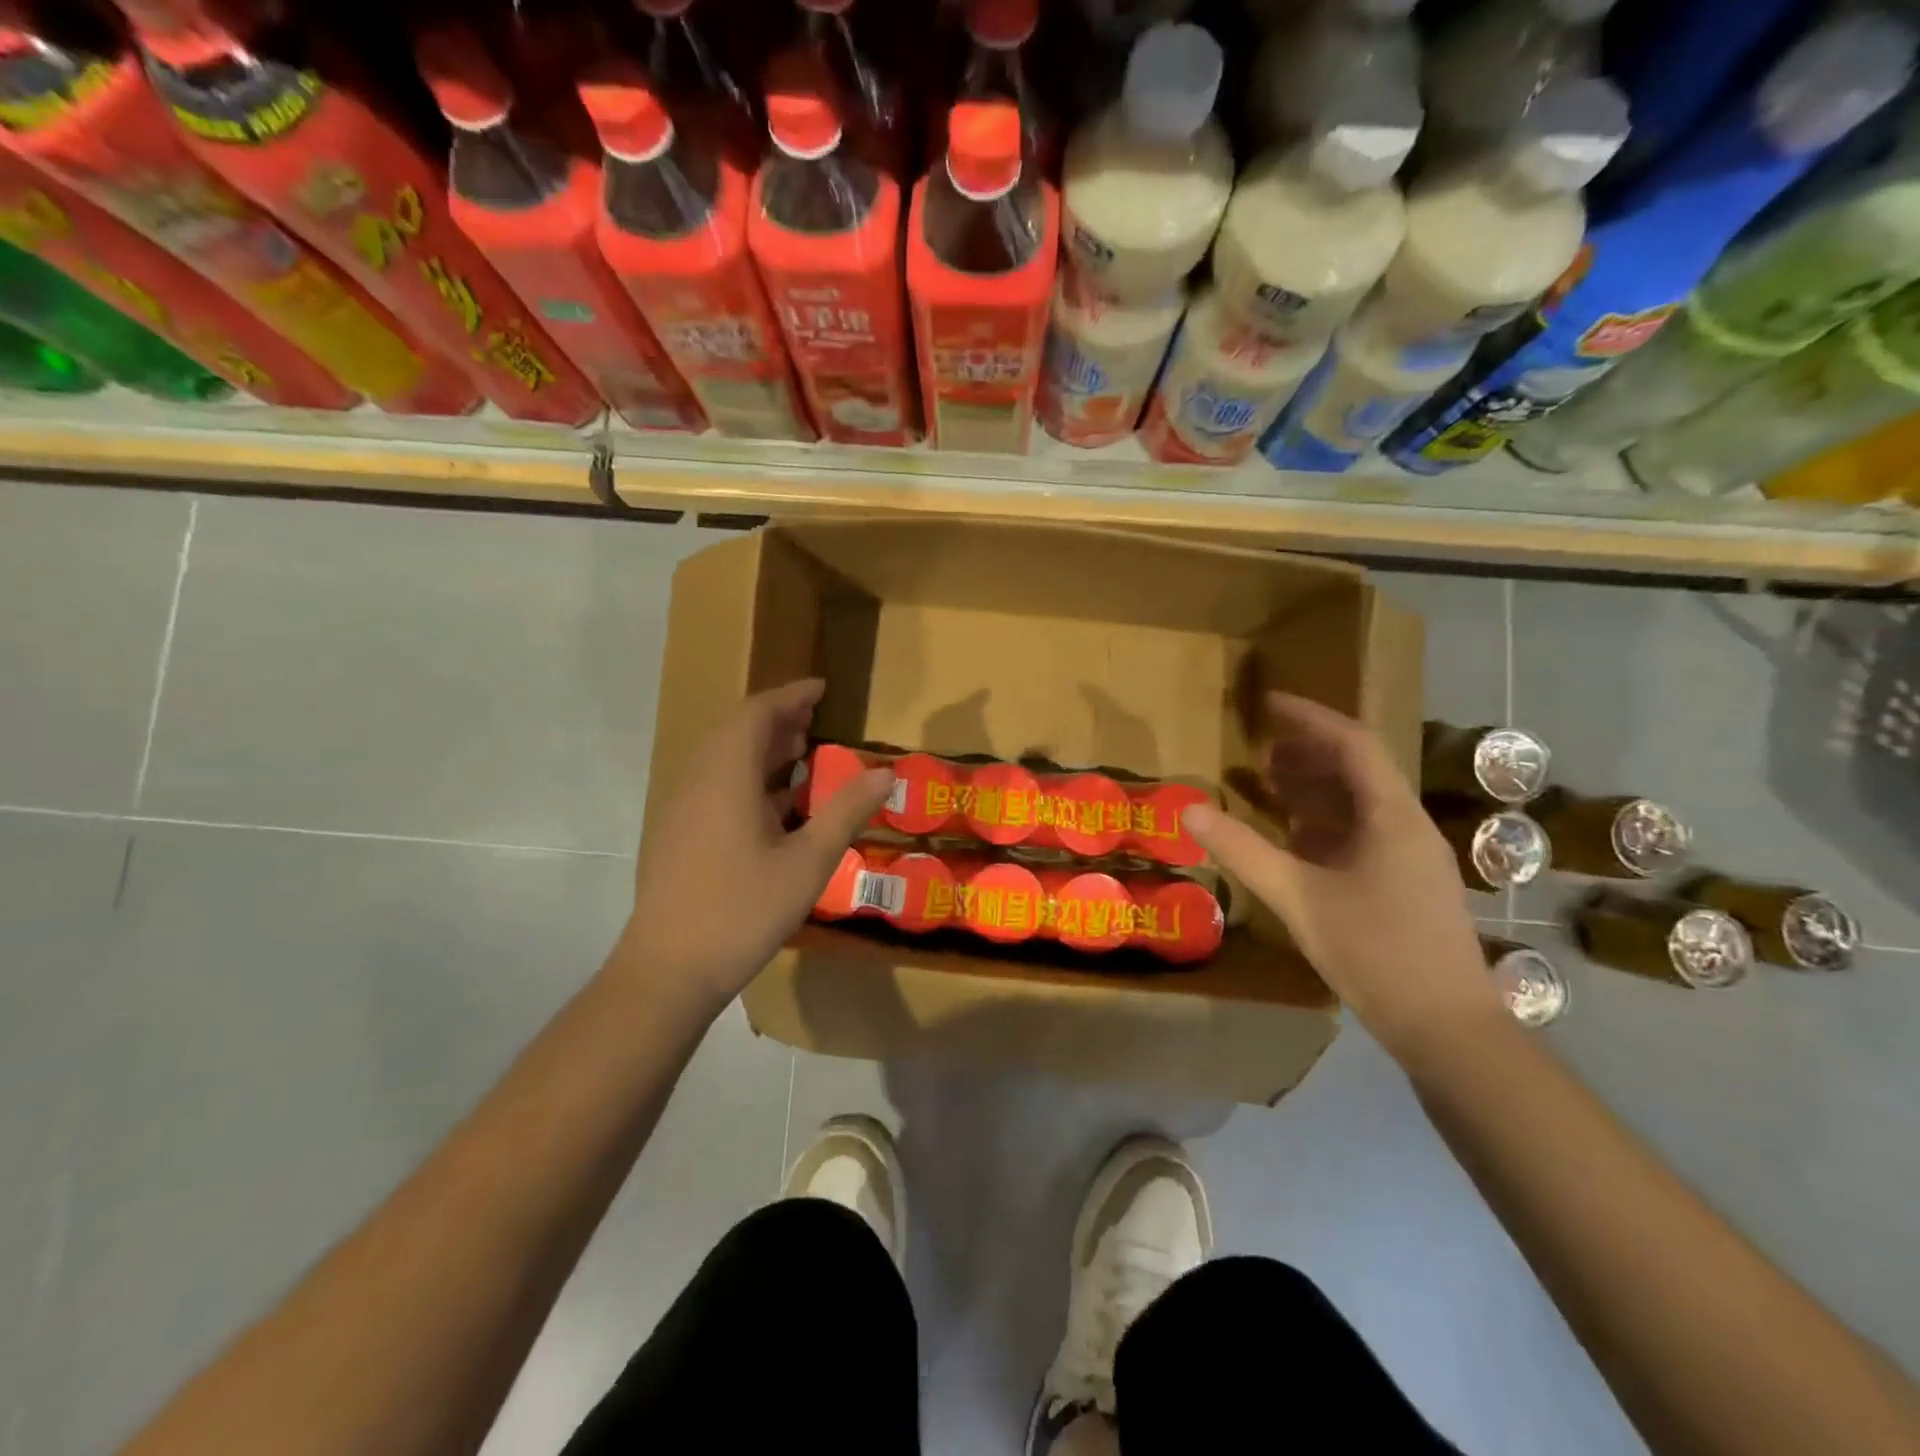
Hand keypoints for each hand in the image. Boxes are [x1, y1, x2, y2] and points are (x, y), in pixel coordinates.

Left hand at [623, 679, 893, 1010]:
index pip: (757, 713)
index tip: (822, 688)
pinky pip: (715, 787)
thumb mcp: (808, 861)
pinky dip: (748, 779)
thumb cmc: (743, 910)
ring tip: (801, 757)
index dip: (790, 695)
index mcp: (726, 776)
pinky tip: (775, 808)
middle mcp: (698, 782)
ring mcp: (683, 810)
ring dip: (762, 751)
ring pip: (723, 761)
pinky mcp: (678, 837)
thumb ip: (847, 811)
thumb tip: (886, 772)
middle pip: (736, 732)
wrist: (668, 971)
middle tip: (816, 722)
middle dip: (778, 720)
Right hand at [1185, 692, 1502, 1064]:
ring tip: (1270, 783)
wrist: (1447, 1028)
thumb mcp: (1298, 897)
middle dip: (1308, 752)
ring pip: (1360, 804)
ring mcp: (1411, 857)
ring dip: (1315, 788)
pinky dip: (1325, 823)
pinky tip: (1295, 836)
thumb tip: (1189, 810)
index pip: (1352, 743)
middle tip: (1260, 749)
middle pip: (1358, 769)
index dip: (1310, 717)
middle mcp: (1407, 826)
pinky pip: (1363, 834)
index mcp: (1391, 816)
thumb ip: (1243, 850)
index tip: (1269, 703)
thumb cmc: (1375, 952)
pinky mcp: (1406, 884)